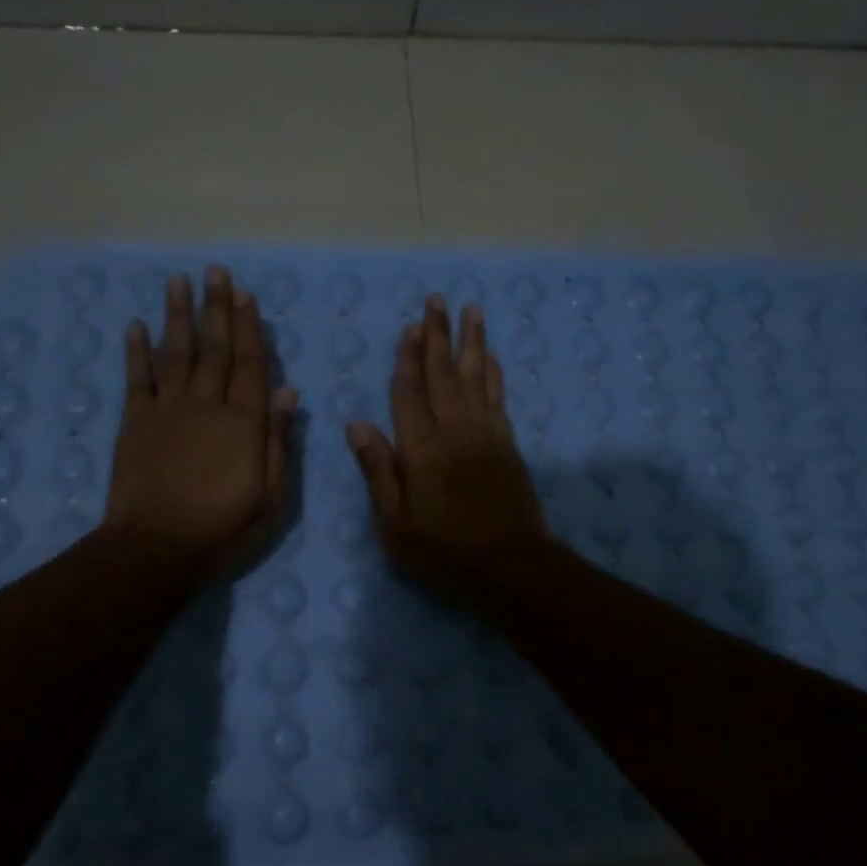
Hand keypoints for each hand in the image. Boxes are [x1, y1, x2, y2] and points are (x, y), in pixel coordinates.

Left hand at [105, 266, 297, 570]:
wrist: (156, 548)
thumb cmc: (223, 528)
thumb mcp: (271, 496)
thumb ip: (278, 442)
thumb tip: (288, 393)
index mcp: (243, 423)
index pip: (251, 365)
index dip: (250, 328)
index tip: (246, 294)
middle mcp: (206, 406)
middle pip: (215, 350)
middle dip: (217, 309)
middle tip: (216, 272)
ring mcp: (167, 412)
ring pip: (176, 354)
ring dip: (178, 316)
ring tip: (179, 281)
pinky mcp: (135, 424)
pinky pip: (137, 380)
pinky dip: (137, 352)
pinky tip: (136, 326)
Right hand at [346, 294, 549, 587]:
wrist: (509, 566)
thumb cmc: (444, 551)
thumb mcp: (395, 523)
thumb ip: (378, 470)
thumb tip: (357, 424)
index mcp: (421, 448)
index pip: (409, 392)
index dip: (407, 358)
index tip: (410, 327)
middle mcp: (454, 430)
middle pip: (444, 373)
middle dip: (438, 335)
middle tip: (437, 299)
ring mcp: (486, 434)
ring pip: (476, 377)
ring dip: (471, 342)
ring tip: (471, 311)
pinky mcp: (507, 444)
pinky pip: (499, 398)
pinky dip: (494, 374)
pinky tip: (492, 357)